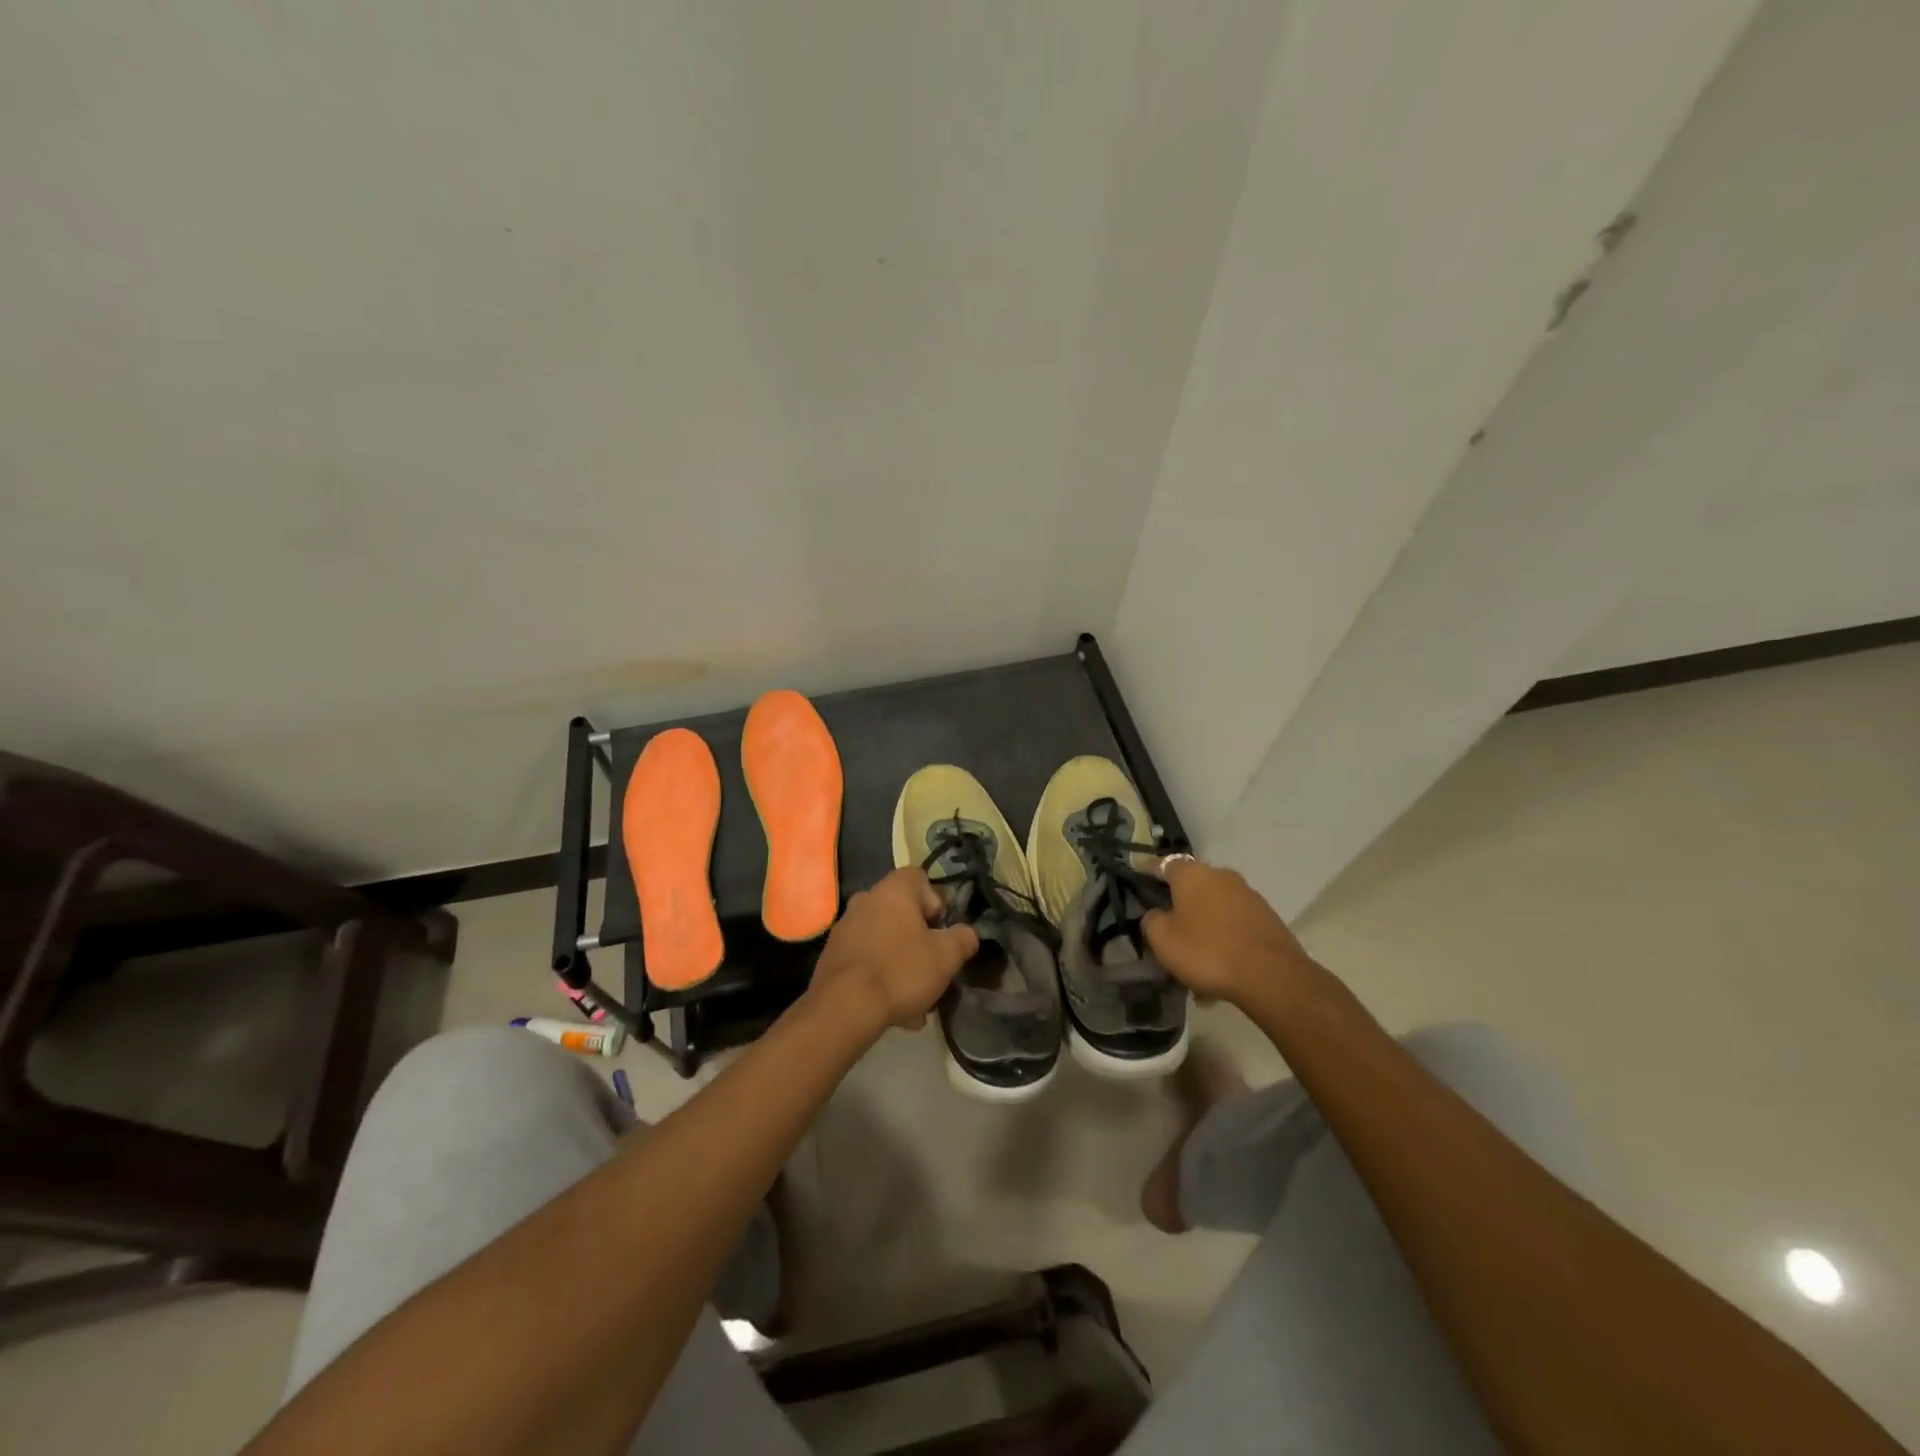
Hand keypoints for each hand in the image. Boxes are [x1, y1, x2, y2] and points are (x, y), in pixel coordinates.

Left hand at [808, 868, 978, 1034]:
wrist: (844, 1007)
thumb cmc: (901, 970)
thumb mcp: (947, 956)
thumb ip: (963, 938)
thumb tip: (967, 933)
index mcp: (893, 890)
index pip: (919, 878)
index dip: (935, 903)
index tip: (940, 932)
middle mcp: (865, 899)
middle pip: (901, 912)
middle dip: (919, 938)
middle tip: (930, 967)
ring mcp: (845, 926)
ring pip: (885, 938)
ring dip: (901, 961)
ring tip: (914, 999)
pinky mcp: (832, 954)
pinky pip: (866, 958)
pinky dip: (880, 975)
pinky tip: (891, 1007)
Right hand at [1142, 858, 1317, 1007]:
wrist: (1271, 976)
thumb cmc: (1207, 950)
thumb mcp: (1162, 938)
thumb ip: (1152, 920)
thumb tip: (1158, 914)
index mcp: (1193, 874)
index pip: (1164, 864)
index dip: (1150, 873)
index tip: (1141, 883)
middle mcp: (1222, 876)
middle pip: (1194, 888)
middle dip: (1182, 907)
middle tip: (1171, 933)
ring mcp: (1249, 896)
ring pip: (1216, 911)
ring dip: (1205, 929)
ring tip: (1198, 963)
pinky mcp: (1269, 919)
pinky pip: (1236, 928)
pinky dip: (1226, 943)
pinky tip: (1222, 971)